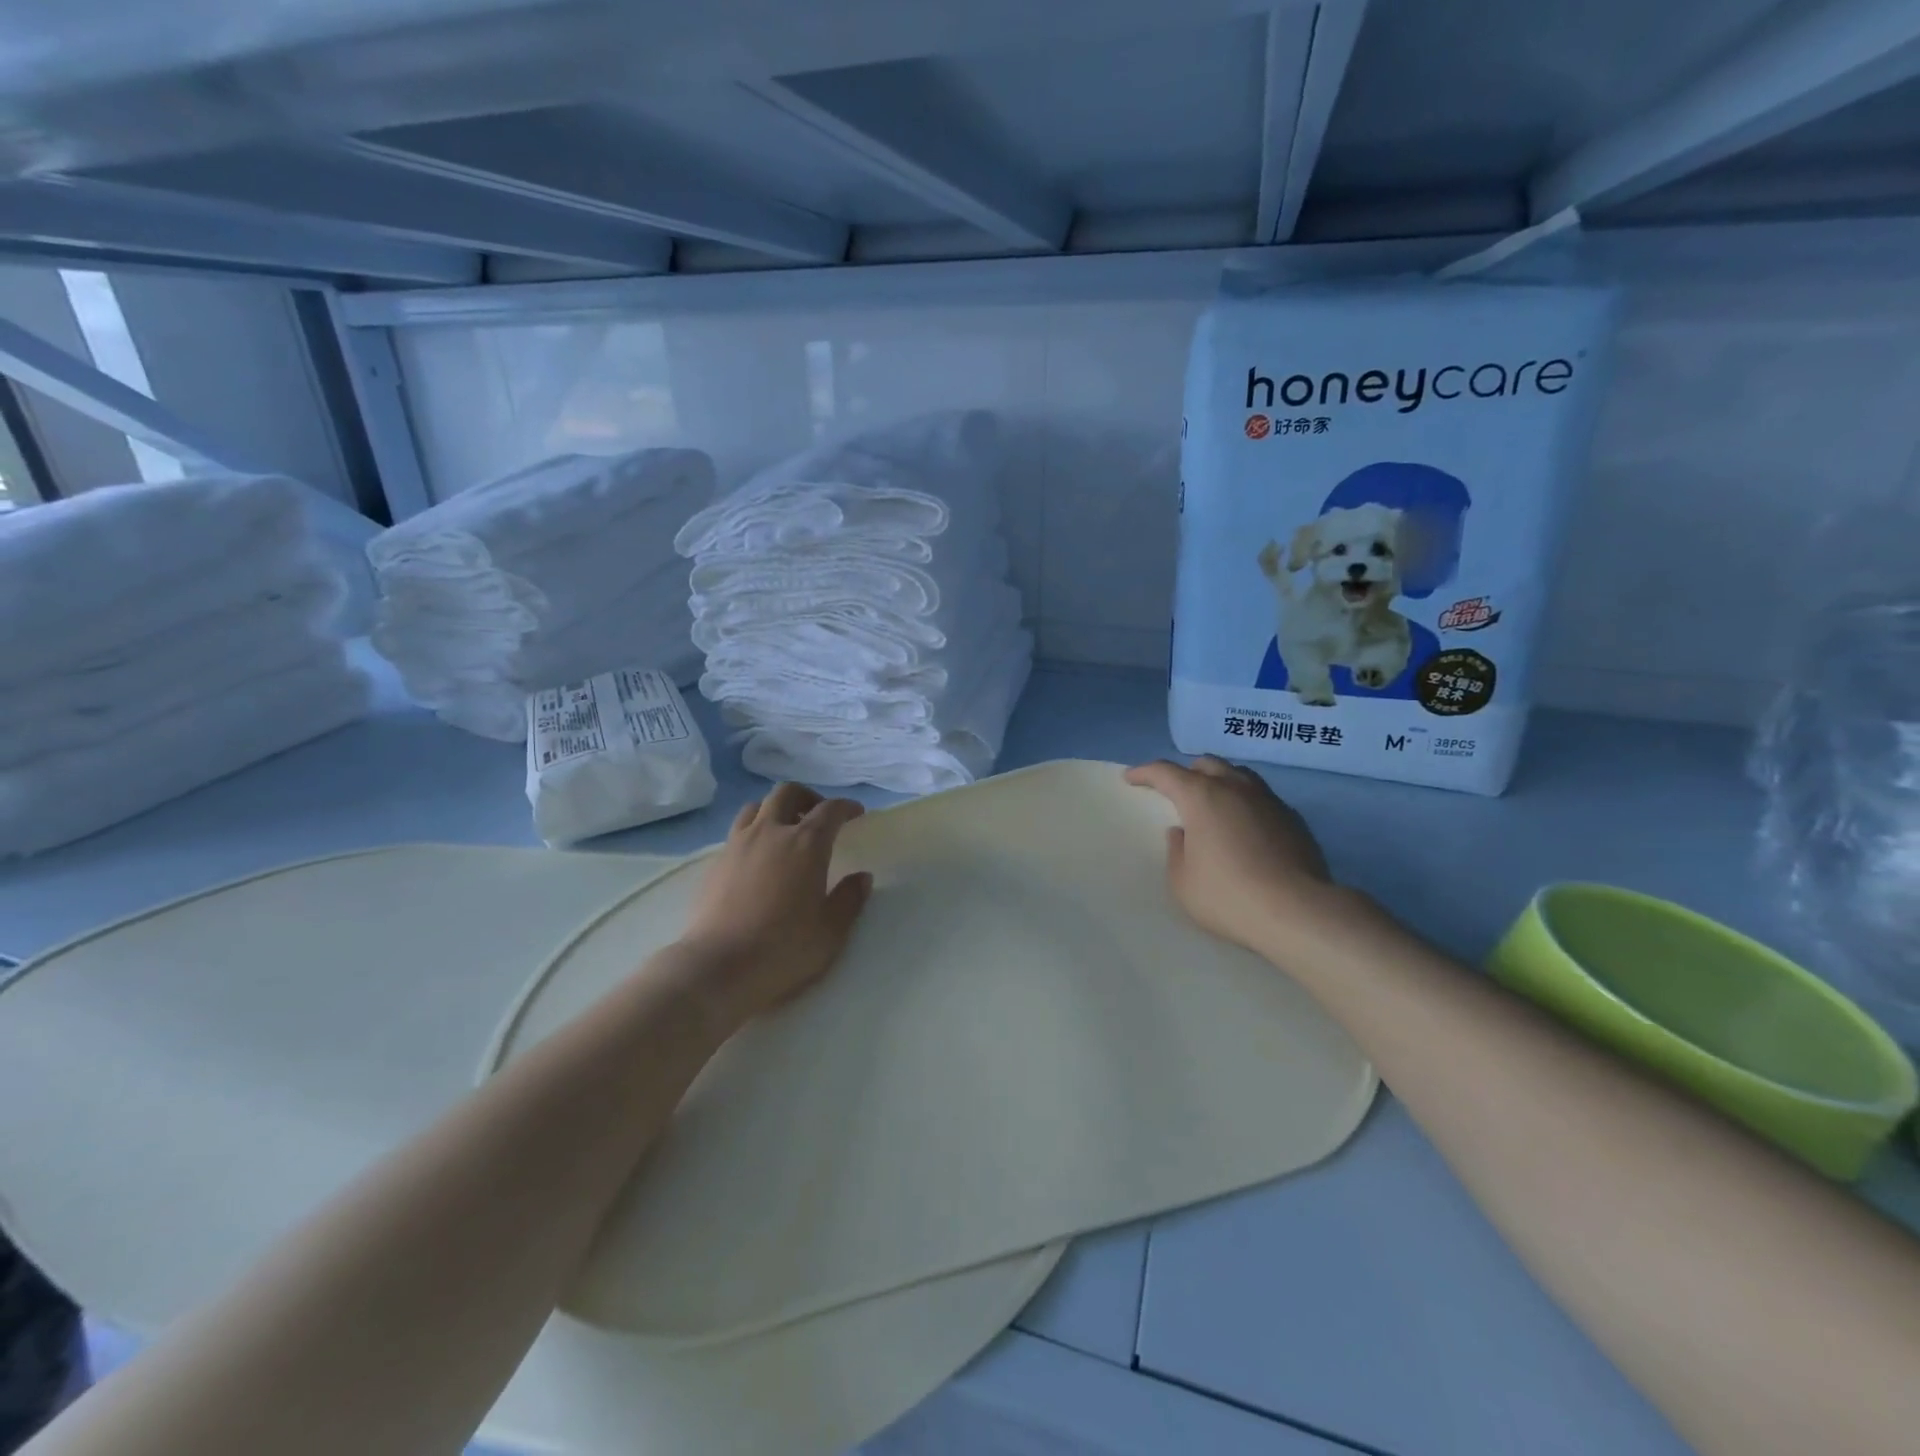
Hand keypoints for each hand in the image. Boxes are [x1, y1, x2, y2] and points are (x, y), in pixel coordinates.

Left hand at [677, 783, 873, 1021]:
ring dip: (776, 810)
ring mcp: (738, 844)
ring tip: (785, 831)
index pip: (830, 810)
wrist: (717, 967)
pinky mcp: (715, 862)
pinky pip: (738, 830)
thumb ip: (850, 899)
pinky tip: (758, 858)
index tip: (856, 813)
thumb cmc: (783, 949)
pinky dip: (754, 832)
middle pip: (788, 792)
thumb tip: (862, 877)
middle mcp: (771, 832)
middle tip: (819, 816)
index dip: (846, 807)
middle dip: (808, 797)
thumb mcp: (831, 931)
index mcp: (806, 844)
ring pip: (757, 806)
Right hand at [1124, 756, 1344, 955]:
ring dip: (1219, 781)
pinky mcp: (1293, 818)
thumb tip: (1182, 832)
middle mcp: (1235, 788)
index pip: (1165, 772)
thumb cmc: (1227, 896)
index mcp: (1201, 796)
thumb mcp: (1182, 881)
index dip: (1145, 772)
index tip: (1131, 778)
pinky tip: (1244, 826)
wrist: (1296, 911)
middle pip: (1206, 764)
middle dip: (1186, 772)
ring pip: (1239, 775)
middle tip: (1176, 791)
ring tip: (1212, 803)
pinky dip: (1245, 802)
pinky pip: (1261, 797)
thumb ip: (1176, 850)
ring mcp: (1268, 800)